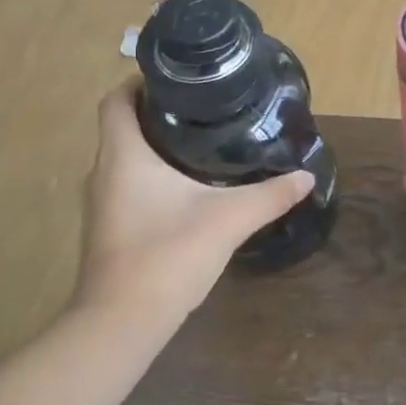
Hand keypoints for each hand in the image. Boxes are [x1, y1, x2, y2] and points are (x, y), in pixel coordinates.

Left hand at [78, 82, 311, 313]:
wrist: (121, 323)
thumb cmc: (167, 255)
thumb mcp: (228, 219)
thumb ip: (269, 195)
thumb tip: (306, 177)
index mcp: (123, 155)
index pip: (116, 100)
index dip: (140, 82)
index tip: (178, 81)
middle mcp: (102, 173)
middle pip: (122, 128)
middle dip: (158, 115)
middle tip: (203, 112)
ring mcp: (100, 205)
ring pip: (124, 161)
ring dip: (154, 149)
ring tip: (201, 146)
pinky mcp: (107, 230)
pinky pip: (126, 188)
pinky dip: (150, 180)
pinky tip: (186, 193)